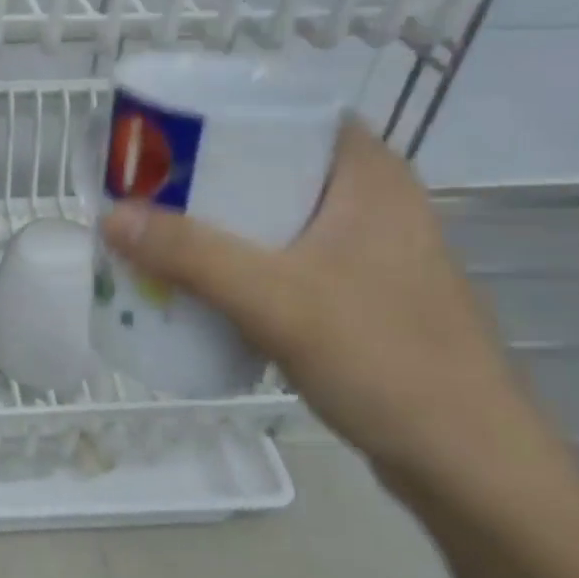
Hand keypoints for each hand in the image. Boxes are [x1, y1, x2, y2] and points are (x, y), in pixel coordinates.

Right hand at [99, 121, 553, 493]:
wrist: (469, 466)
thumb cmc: (383, 359)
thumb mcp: (276, 298)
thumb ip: (191, 254)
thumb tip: (109, 216)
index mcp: (369, 175)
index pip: (289, 111)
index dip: (225, 111)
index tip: (164, 128)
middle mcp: (372, 203)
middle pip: (274, 165)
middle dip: (207, 175)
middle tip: (147, 182)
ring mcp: (368, 253)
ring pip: (277, 216)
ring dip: (220, 223)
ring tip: (158, 227)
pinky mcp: (359, 297)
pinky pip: (285, 259)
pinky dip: (241, 263)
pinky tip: (200, 281)